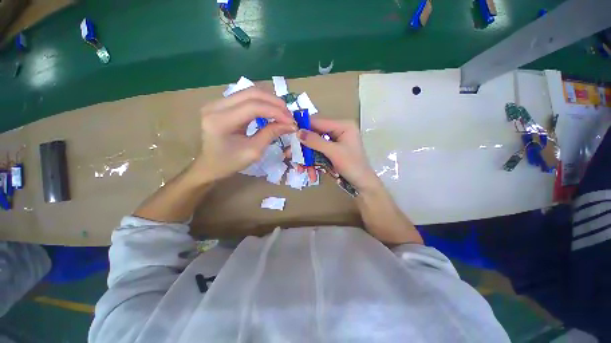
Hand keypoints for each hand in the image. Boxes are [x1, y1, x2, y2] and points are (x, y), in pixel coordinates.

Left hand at [194, 87, 296, 181]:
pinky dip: (261, 103)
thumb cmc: (230, 163)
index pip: (253, 107)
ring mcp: (216, 103)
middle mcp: (215, 106)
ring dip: (269, 101)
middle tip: (289, 115)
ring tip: (283, 113)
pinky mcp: (221, 104)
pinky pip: (245, 97)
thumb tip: (290, 125)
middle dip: (274, 102)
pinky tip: (271, 110)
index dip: (276, 112)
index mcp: (221, 121)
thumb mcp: (254, 151)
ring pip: (249, 92)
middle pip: (251, 93)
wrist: (210, 166)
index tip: (291, 121)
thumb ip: (271, 134)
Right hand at [297, 118, 379, 191]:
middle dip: (304, 149)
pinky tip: (311, 174)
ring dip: (307, 160)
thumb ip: (316, 142)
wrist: (362, 185)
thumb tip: (298, 132)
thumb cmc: (352, 166)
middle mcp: (338, 132)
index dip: (303, 127)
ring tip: (301, 170)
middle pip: (315, 136)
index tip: (289, 133)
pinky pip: (318, 155)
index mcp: (343, 126)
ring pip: (315, 148)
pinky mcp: (332, 153)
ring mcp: (334, 143)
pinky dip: (313, 164)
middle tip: (290, 155)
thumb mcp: (334, 153)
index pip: (319, 122)